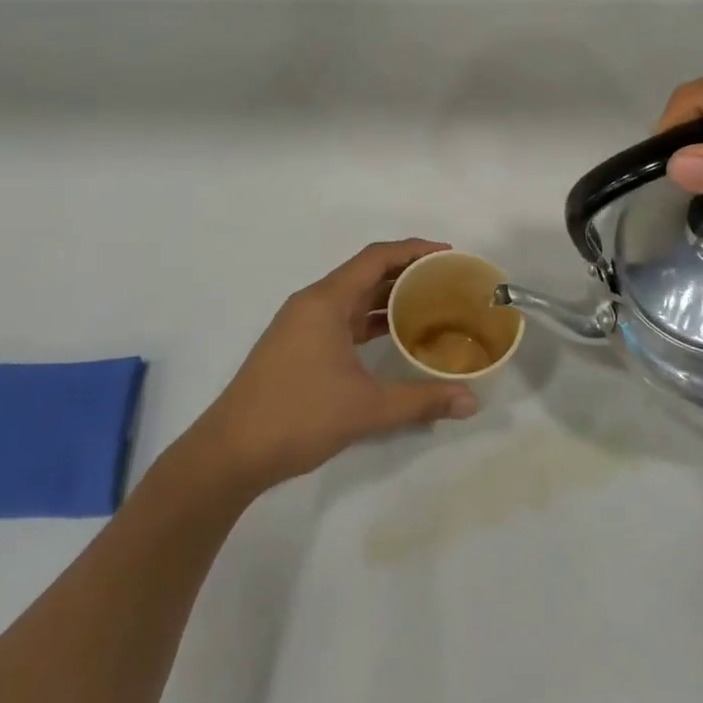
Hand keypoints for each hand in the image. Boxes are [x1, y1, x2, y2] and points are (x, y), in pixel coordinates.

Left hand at [183, 239, 479, 494]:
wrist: (231, 452)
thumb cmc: (298, 416)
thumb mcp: (367, 408)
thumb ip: (421, 400)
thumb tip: (471, 401)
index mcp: (325, 301)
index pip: (375, 258)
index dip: (413, 250)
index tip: (447, 255)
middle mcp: (312, 304)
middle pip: (364, 273)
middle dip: (405, 272)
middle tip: (446, 281)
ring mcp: (301, 326)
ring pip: (352, 298)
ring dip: (387, 297)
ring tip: (430, 304)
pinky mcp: (297, 347)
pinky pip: (341, 320)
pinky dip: (369, 320)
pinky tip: (394, 336)